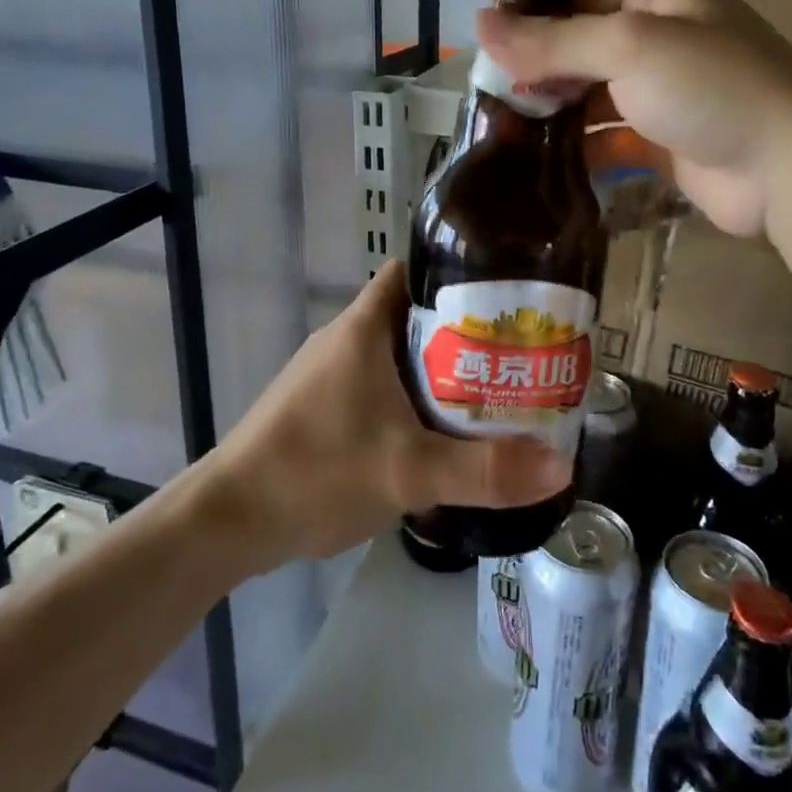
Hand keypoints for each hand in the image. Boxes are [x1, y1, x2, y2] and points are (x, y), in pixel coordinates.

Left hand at [198, 260, 570, 569]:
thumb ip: (485, 469)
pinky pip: (382, 387)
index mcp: (362, 327)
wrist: (230, 521)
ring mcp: (331, 375)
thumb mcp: (409, 471)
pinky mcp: (324, 408)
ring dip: (441, 369)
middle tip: (517, 351)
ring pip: (399, 355)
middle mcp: (346, 339)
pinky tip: (443, 430)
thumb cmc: (316, 472)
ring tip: (495, 388)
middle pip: (415, 315)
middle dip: (465, 330)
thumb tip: (562, 466)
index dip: (457, 273)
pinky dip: (414, 398)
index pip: (413, 270)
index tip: (506, 293)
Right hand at [476, 0, 791, 237]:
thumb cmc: (711, 86)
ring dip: (553, 110)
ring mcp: (664, 90)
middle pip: (581, 43)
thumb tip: (478, 23)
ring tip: (503, 130)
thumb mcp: (628, 47)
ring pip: (592, 92)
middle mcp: (661, 34)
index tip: (485, 44)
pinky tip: (541, 163)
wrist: (788, 168)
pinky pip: (609, 135)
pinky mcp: (664, 138)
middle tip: (489, 95)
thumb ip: (552, 40)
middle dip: (537, 68)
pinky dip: (579, 146)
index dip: (532, 12)